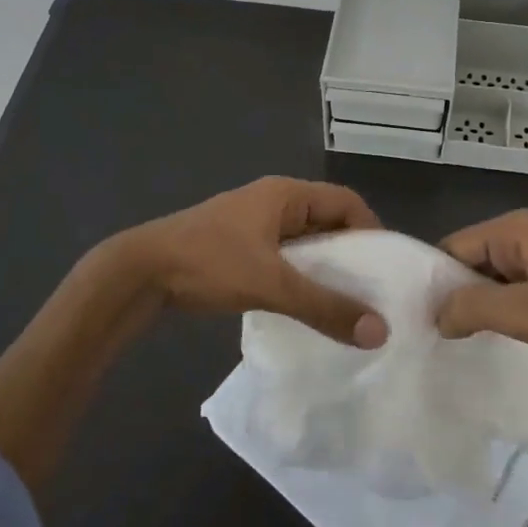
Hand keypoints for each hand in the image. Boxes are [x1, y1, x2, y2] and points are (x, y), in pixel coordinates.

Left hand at [116, 177, 388, 346]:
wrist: (140, 273)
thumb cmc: (209, 263)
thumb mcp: (271, 284)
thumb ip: (324, 307)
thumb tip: (379, 332)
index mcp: (285, 194)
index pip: (346, 201)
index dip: (371, 230)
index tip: (387, 269)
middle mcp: (273, 202)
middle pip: (327, 220)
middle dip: (351, 253)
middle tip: (373, 291)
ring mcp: (253, 224)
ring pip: (304, 242)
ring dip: (325, 268)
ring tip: (346, 303)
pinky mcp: (238, 247)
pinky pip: (284, 257)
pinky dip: (300, 276)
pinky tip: (306, 305)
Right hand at [436, 209, 527, 391]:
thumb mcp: (523, 312)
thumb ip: (471, 307)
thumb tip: (436, 315)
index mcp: (514, 229)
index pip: (453, 247)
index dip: (434, 281)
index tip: (417, 318)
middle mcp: (525, 235)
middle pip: (471, 261)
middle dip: (455, 295)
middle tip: (433, 334)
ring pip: (492, 280)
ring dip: (479, 307)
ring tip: (458, 341)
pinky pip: (514, 292)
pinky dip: (502, 313)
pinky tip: (495, 339)